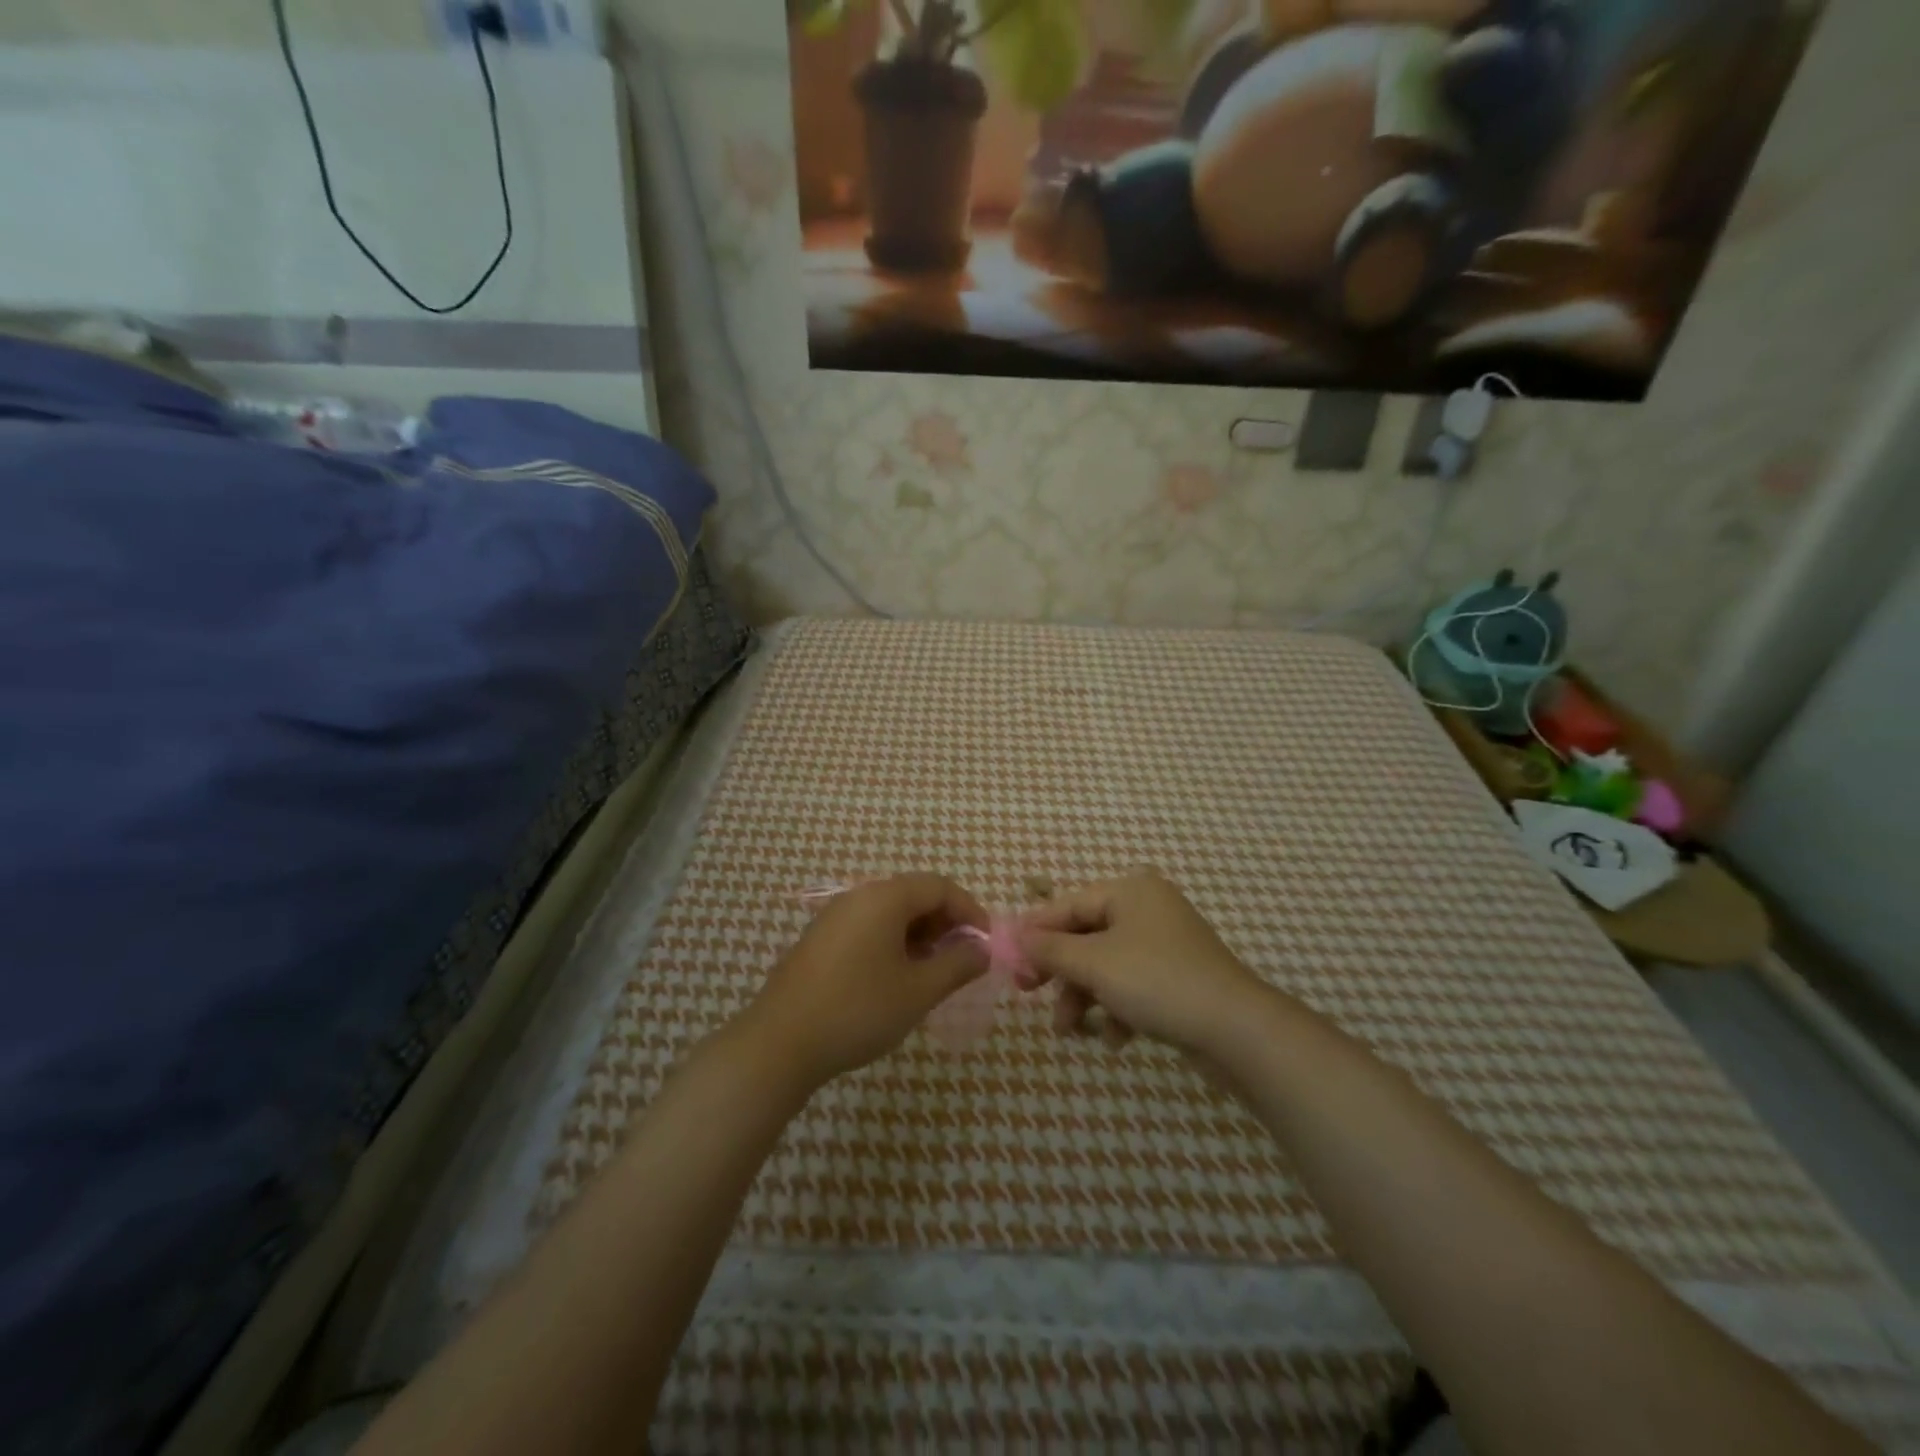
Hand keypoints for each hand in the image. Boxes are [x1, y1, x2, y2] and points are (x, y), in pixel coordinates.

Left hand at [742, 874, 989, 1086]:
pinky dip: (892, 943)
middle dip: (945, 923)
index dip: (970, 910)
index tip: (986, 944)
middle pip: (914, 895)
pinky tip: (895, 979)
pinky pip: (868, 927)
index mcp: (885, 898)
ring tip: (932, 973)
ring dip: (919, 935)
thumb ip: (957, 965)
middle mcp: (858, 896)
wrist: (780, 1043)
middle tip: (961, 960)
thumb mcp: (919, 991)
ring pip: (890, 913)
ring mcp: (834, 917)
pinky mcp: (819, 940)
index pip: (939, 886)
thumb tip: (982, 950)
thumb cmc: (859, 1010)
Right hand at [1019, 870, 1268, 1055]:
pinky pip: (1133, 984)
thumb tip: (1015, 935)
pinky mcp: (1179, 976)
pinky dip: (1117, 1007)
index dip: (1035, 932)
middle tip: (1028, 994)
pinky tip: (1117, 1038)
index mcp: (1130, 890)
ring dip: (1084, 996)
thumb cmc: (1157, 981)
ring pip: (1106, 964)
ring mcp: (1166, 943)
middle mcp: (1148, 908)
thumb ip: (1050, 948)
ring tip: (1070, 1031)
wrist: (1237, 1029)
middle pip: (1085, 935)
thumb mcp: (1094, 963)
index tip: (1008, 961)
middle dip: (1060, 971)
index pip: (1067, 905)